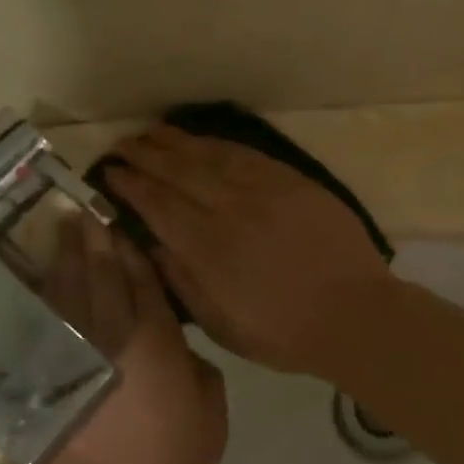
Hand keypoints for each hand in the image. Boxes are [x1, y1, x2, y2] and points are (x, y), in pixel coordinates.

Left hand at [2, 216, 226, 463]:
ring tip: (65, 227)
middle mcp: (112, 335)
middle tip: (88, 208)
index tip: (125, 224)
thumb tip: (184, 349)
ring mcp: (74, 353)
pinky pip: (46, 321)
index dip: (134, 251)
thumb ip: (203, 374)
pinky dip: (44, 293)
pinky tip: (45, 276)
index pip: (144, 282)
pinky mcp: (48, 374)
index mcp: (156, 342)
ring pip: (69, 291)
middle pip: (102, 275)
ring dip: (67, 256)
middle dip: (96, 240)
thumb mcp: (211, 421)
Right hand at [106, 126, 398, 373]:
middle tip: (121, 144)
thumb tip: (151, 243)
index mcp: (208, 248)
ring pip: (210, 156)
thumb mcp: (221, 324)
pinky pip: (246, 154)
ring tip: (152, 131)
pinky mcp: (291, 181)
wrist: (354, 313)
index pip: (158, 205)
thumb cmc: (283, 331)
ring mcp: (263, 190)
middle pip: (178, 172)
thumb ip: (182, 281)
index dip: (131, 185)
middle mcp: (230, 209)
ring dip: (176, 142)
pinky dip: (218, 144)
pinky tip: (203, 139)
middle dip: (145, 155)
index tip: (109, 172)